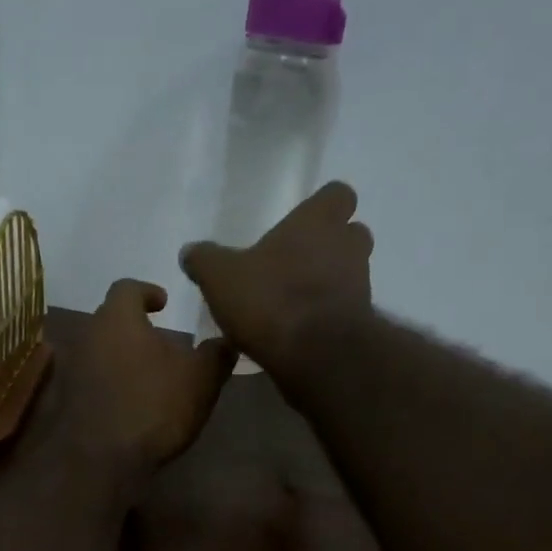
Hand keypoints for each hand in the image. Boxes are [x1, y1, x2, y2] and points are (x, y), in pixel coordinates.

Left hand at [63, 278, 235, 475]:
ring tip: (149, 374)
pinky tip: (130, 402)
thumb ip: (216, 354)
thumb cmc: (153, 406)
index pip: (128, 288)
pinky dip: (110, 382)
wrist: (99, 460)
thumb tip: (227, 341)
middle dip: (135, 326)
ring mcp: (71, 369)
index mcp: (118, 318)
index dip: (148, 291)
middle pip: (110, 318)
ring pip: (99, 350)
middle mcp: (88, 335)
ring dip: (121, 356)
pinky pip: (91, 379)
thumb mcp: (201, 379)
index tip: (164, 303)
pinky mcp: (66, 400)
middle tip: (161, 341)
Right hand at [179, 182, 373, 375]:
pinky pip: (346, 311)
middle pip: (352, 234)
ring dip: (330, 282)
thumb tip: (190, 251)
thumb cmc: (270, 299)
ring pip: (352, 273)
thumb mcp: (220, 277)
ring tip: (295, 301)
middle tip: (298, 261)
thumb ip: (205, 260)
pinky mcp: (360, 324)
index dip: (324, 206)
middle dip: (331, 245)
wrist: (316, 355)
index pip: (338, 195)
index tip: (304, 220)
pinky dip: (328, 316)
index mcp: (318, 222)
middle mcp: (348, 247)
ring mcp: (361, 286)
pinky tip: (300, 331)